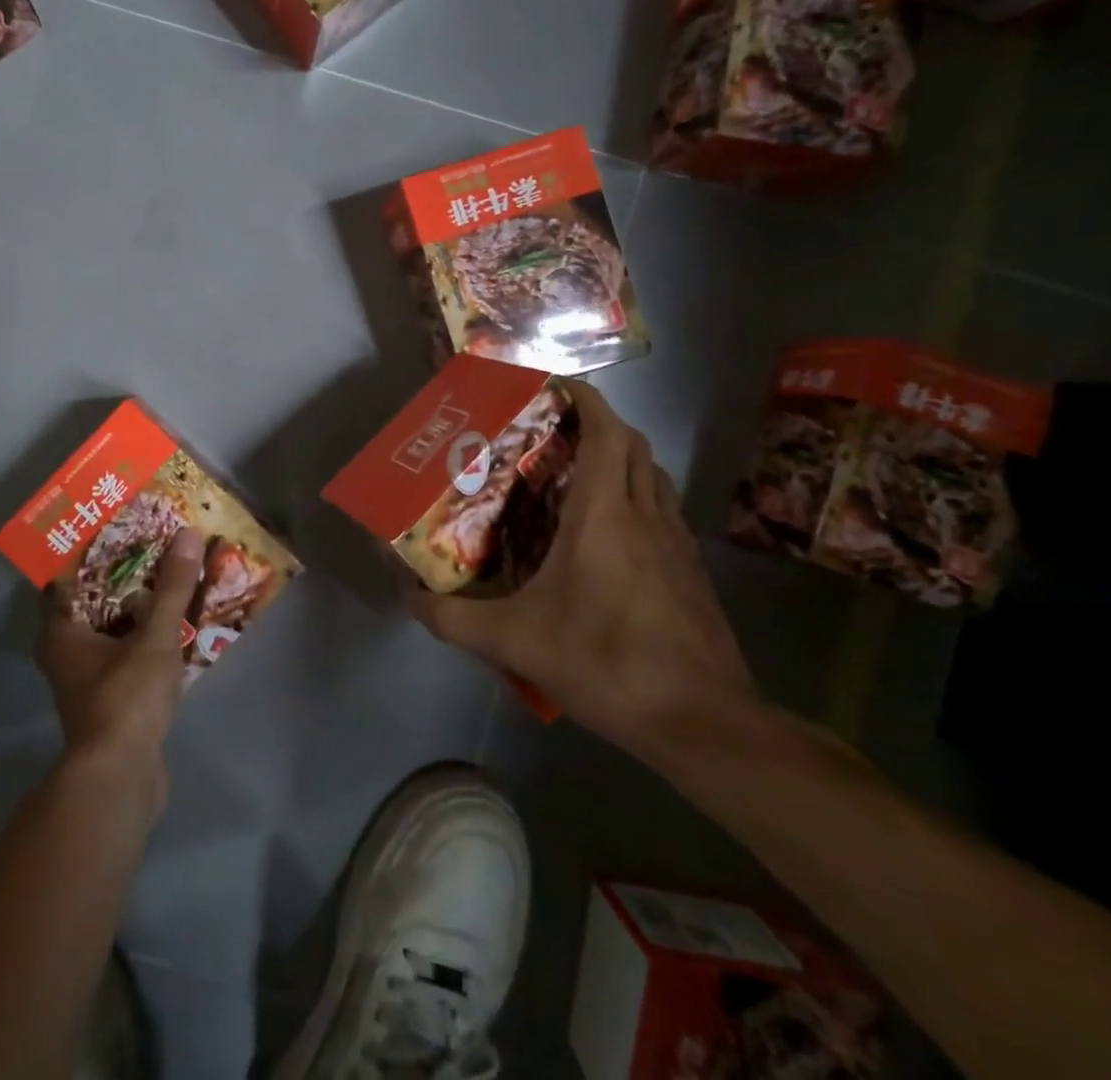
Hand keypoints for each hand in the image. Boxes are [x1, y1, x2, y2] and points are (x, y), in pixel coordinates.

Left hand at [36, 528, 203, 776]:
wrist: (121, 779)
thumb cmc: (125, 699)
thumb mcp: (155, 637)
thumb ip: (172, 587)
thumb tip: (188, 534)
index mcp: (61, 632)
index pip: (68, 578)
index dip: (93, 551)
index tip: (122, 527)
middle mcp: (66, 653)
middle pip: (94, 603)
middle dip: (124, 577)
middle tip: (156, 548)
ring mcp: (87, 680)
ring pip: (112, 631)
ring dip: (138, 609)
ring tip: (171, 579)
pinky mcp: (110, 700)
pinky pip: (126, 655)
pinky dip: (145, 638)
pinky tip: (175, 626)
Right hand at [407, 381, 758, 765]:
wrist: (703, 722)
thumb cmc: (605, 661)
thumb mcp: (513, 641)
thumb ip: (452, 618)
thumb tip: (407, 597)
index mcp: (604, 513)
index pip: (607, 430)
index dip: (585, 398)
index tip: (555, 387)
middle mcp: (645, 514)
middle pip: (632, 444)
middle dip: (598, 425)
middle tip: (553, 434)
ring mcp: (677, 543)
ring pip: (653, 477)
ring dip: (622, 460)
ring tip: (579, 475)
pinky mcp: (692, 573)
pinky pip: (663, 512)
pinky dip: (638, 499)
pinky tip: (610, 537)